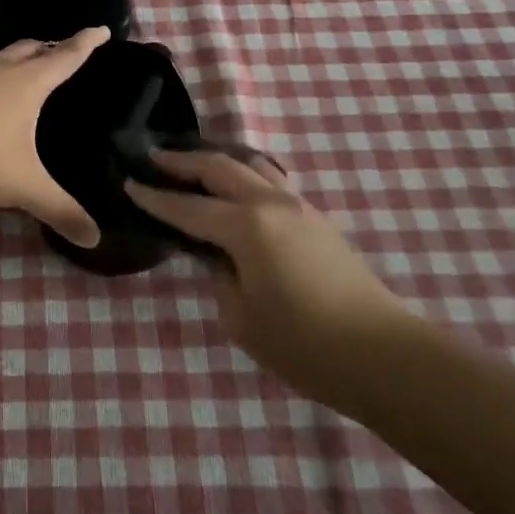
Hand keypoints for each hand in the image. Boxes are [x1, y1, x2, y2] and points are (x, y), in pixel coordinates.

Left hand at [0, 28, 110, 248]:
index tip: (101, 29)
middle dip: (47, 48)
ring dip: (9, 64)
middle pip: (29, 49)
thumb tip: (94, 240)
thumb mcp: (25, 188)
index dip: (86, 43)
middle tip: (58, 53)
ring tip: (15, 80)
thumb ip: (61, 211)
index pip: (66, 56)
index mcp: (27, 84)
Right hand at [125, 148, 408, 387]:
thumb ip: (222, 279)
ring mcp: (299, 207)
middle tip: (154, 157)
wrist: (385, 356)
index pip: (188, 207)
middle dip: (183, 162)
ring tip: (195, 165)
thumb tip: (222, 259)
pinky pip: (271, 182)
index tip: (129, 182)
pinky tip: (239, 190)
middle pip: (219, 168)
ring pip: (250, 167)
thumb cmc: (305, 346)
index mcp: (245, 227)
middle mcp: (270, 204)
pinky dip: (246, 176)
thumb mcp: (242, 321)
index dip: (156, 197)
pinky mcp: (318, 220)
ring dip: (218, 162)